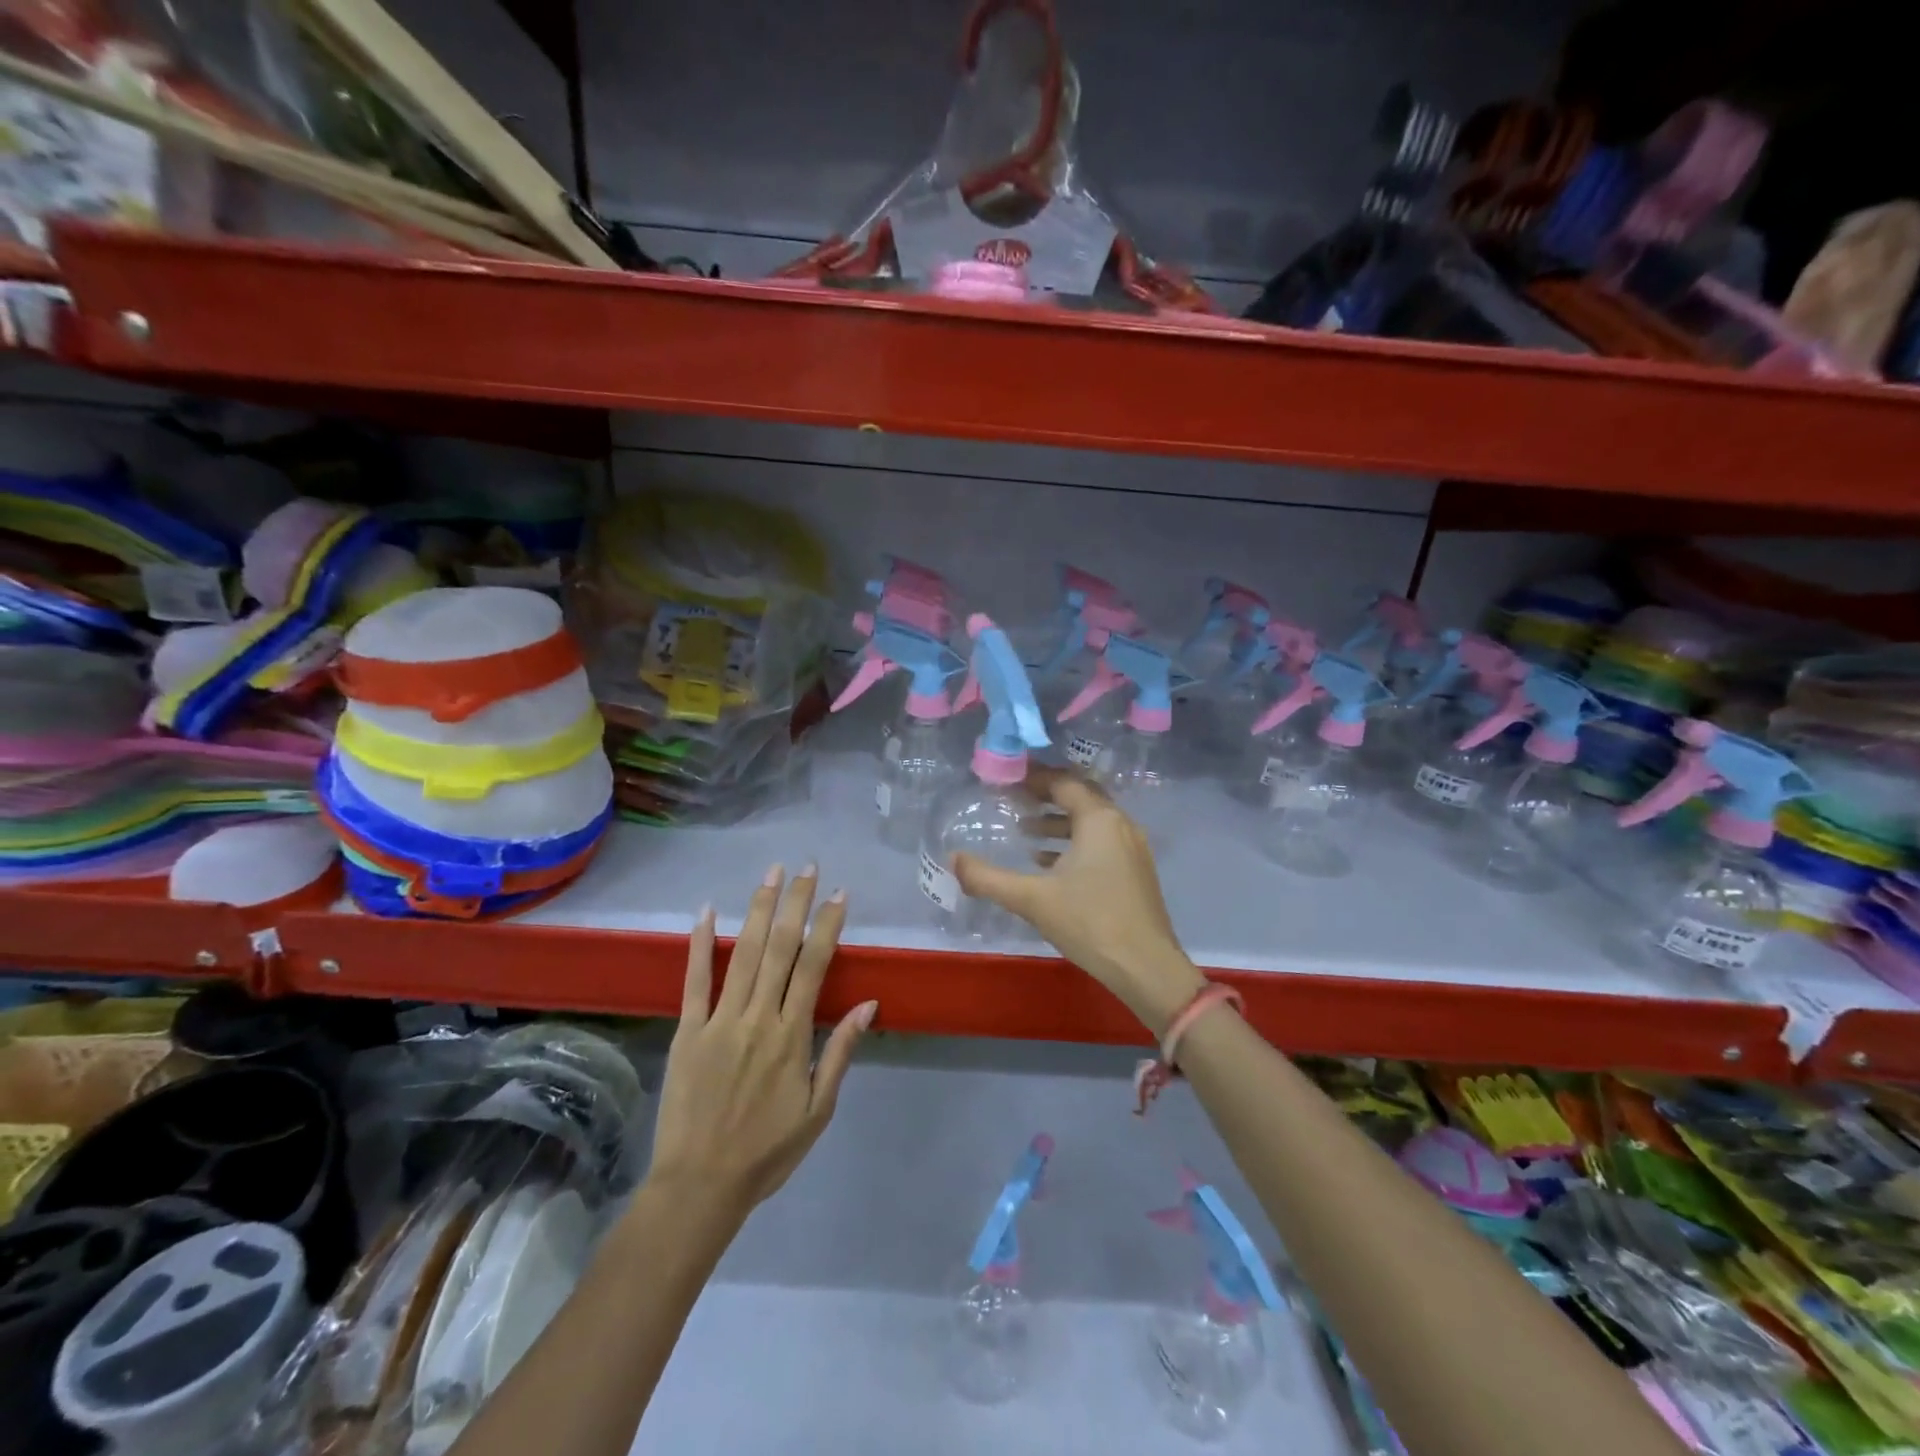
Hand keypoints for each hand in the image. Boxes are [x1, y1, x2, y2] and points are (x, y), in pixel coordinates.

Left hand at [648, 864, 875, 1223]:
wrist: (700, 1186)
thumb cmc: (767, 1151)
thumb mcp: (818, 1110)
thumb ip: (840, 1052)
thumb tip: (869, 1005)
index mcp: (792, 1036)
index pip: (814, 967)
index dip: (828, 927)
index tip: (838, 895)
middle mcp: (758, 1018)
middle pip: (781, 949)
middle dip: (795, 904)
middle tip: (807, 868)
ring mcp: (720, 1021)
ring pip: (744, 955)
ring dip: (759, 910)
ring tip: (771, 875)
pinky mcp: (687, 1032)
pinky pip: (695, 982)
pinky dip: (701, 945)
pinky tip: (707, 912)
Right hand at [952, 767, 1205, 1034]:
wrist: (1146, 967)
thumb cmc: (1089, 922)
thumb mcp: (1032, 899)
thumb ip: (988, 878)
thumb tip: (952, 859)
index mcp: (1099, 820)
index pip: (1064, 783)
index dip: (1035, 778)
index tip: (1009, 778)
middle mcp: (1121, 825)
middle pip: (1081, 797)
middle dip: (1047, 796)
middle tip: (1014, 799)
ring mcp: (1133, 849)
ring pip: (1092, 822)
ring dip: (1059, 822)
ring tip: (1025, 833)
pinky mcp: (1136, 872)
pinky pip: (1102, 843)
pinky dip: (1075, 844)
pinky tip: (1049, 864)